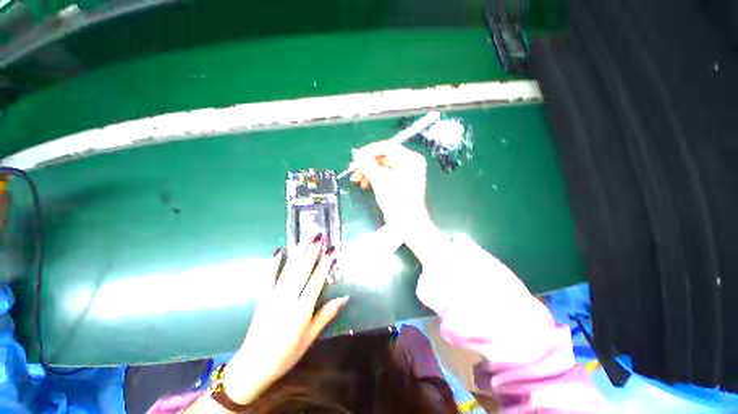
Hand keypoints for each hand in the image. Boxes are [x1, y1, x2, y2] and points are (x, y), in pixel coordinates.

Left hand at [222, 235, 348, 404]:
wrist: (252, 366)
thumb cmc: (286, 355)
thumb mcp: (309, 338)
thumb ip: (325, 316)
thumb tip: (344, 298)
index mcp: (301, 312)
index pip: (315, 283)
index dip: (324, 266)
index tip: (330, 251)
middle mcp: (287, 301)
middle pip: (301, 272)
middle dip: (311, 253)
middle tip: (319, 237)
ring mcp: (272, 298)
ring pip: (288, 271)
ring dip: (297, 253)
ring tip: (305, 239)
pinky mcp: (262, 298)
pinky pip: (267, 278)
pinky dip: (273, 264)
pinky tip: (278, 251)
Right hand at [350, 141, 429, 227]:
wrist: (407, 223)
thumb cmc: (397, 201)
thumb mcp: (381, 181)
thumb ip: (368, 166)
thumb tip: (357, 155)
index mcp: (410, 159)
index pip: (388, 147)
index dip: (370, 151)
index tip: (357, 157)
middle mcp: (409, 164)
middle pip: (384, 157)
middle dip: (367, 164)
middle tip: (354, 169)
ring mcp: (405, 173)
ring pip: (382, 167)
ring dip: (368, 172)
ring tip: (357, 179)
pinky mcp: (399, 182)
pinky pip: (384, 175)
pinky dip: (374, 178)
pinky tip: (364, 184)